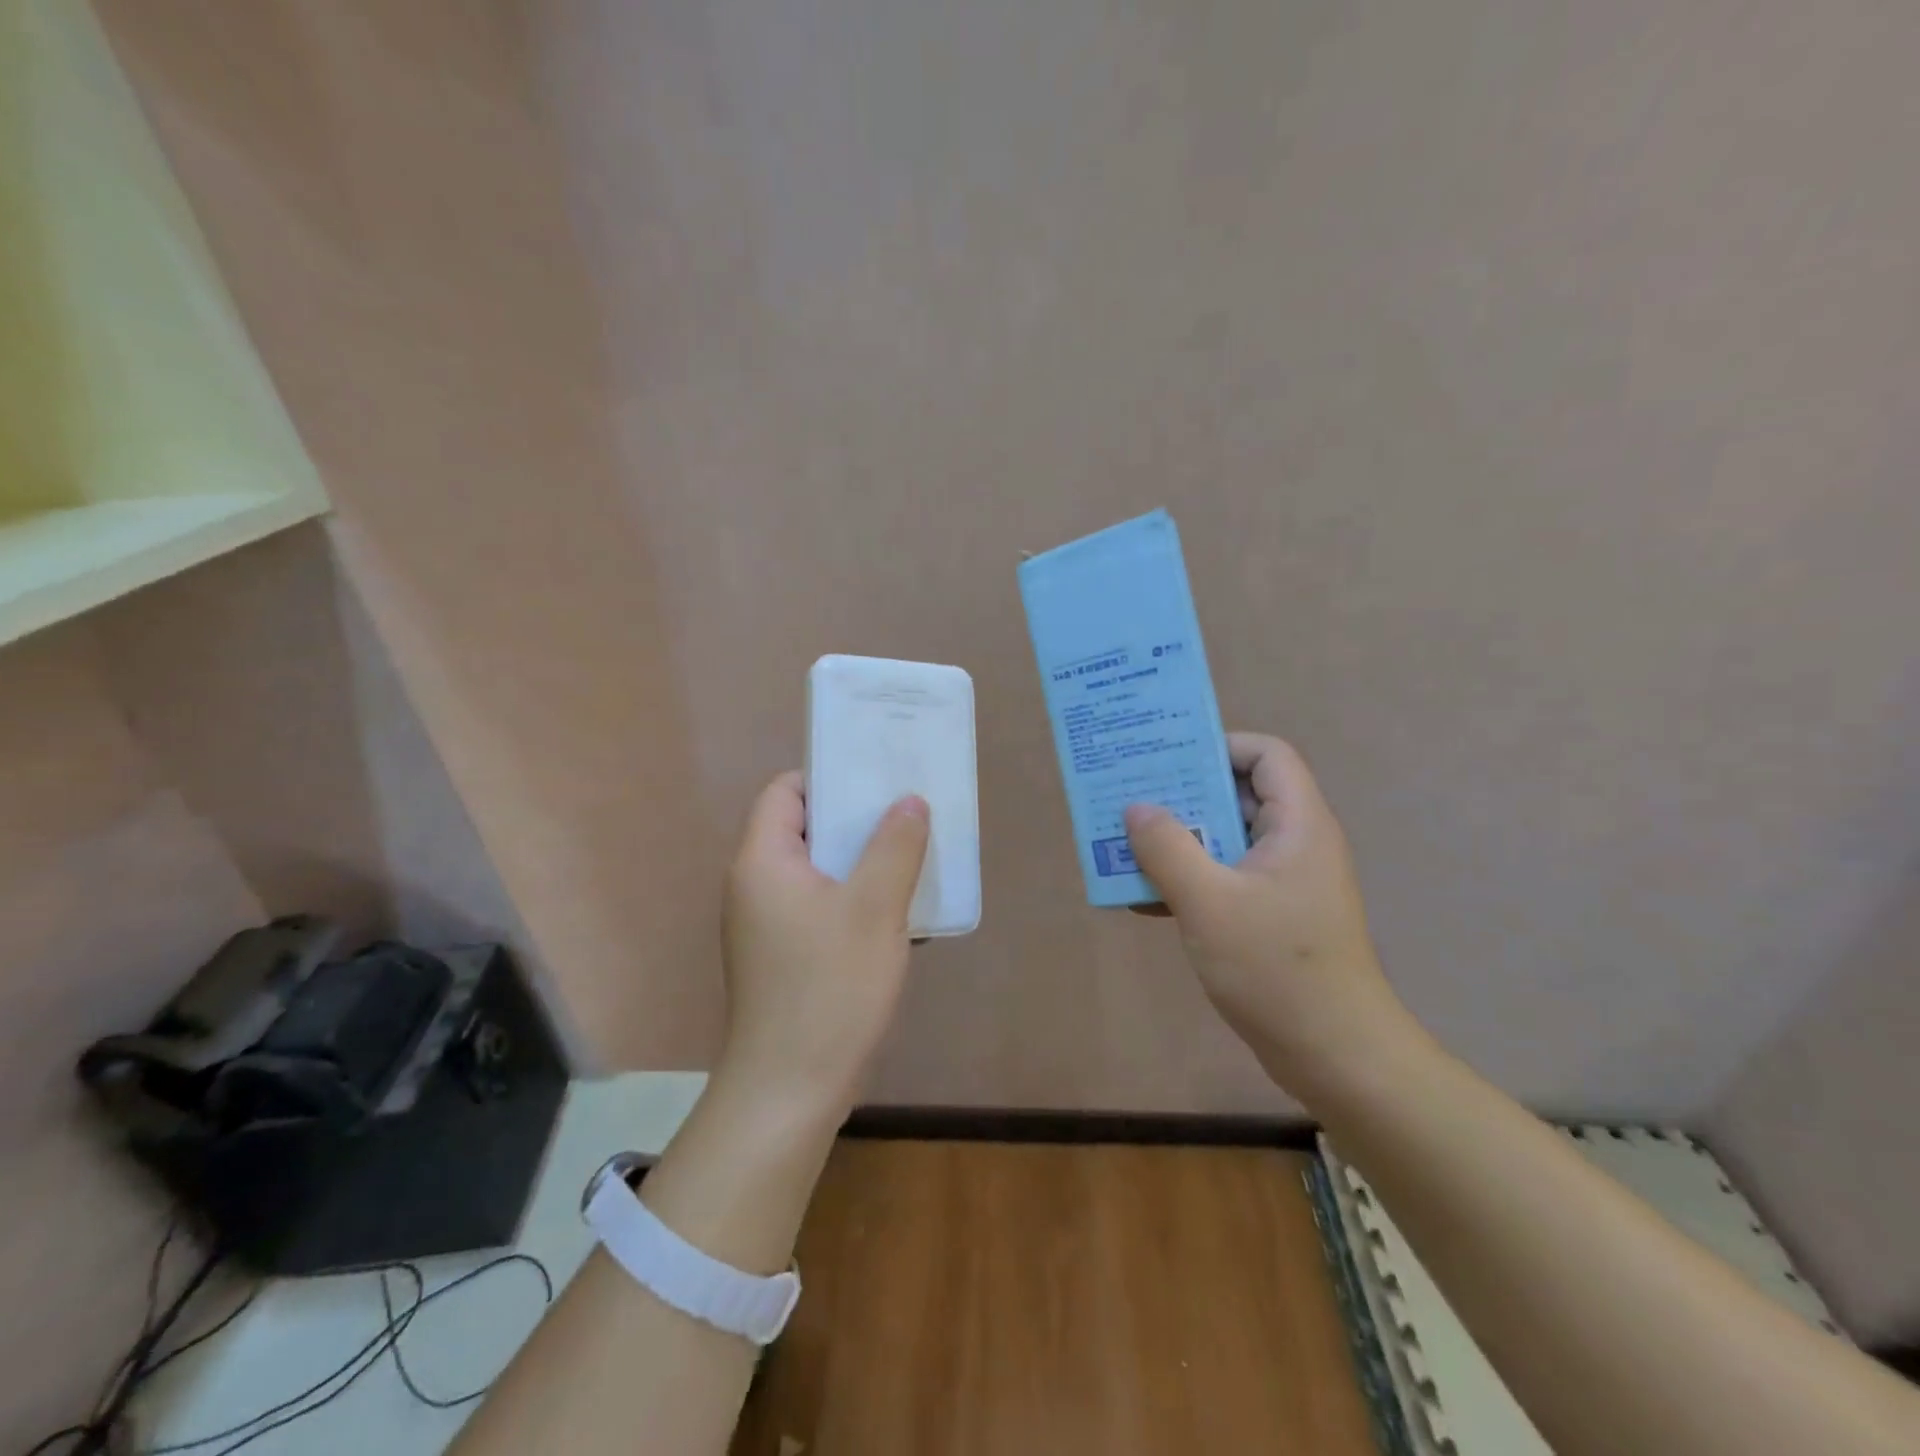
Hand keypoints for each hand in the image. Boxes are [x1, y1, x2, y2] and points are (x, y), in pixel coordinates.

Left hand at [717, 771, 929, 1123]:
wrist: (790, 1090)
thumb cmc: (829, 988)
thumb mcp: (874, 908)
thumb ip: (895, 846)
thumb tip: (909, 801)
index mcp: (764, 860)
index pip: (785, 790)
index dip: (829, 776)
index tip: (877, 777)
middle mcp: (756, 884)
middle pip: (805, 827)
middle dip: (857, 818)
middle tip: (908, 810)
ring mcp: (768, 923)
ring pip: (818, 870)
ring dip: (863, 860)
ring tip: (913, 853)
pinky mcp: (784, 955)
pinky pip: (821, 905)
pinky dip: (856, 897)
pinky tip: (900, 910)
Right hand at [1125, 733, 1416, 1098]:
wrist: (1336, 1056)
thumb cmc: (1276, 969)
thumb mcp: (1208, 903)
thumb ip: (1167, 848)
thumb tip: (1137, 807)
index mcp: (1297, 825)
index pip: (1266, 755)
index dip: (1219, 746)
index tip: (1168, 761)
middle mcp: (1296, 844)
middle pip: (1240, 794)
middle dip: (1184, 794)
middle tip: (1132, 798)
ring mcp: (1285, 883)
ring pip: (1227, 839)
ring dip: (1179, 840)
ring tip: (1127, 845)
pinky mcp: (1272, 916)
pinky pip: (1225, 878)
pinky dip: (1189, 879)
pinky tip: (1145, 899)